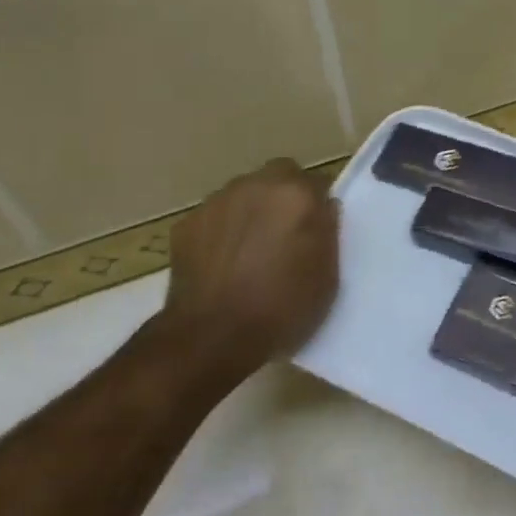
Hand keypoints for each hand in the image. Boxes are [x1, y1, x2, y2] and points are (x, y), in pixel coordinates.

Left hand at [155, 159, 339, 377]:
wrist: (211, 338)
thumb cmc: (281, 310)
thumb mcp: (326, 278)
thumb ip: (328, 233)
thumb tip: (324, 209)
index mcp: (297, 195)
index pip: (317, 183)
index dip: (317, 206)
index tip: (315, 229)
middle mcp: (257, 185)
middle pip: (278, 177)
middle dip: (284, 198)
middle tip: (284, 234)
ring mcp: (218, 201)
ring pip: (244, 194)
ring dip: (251, 211)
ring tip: (249, 251)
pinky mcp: (188, 223)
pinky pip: (215, 217)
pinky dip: (221, 231)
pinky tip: (221, 263)